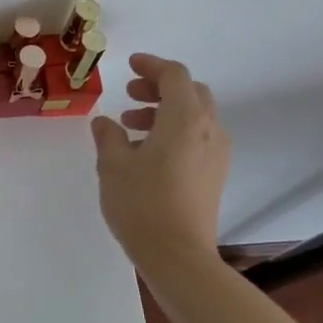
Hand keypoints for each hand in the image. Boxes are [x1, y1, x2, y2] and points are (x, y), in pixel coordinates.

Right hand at [90, 54, 231, 274]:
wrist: (179, 256)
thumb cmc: (142, 203)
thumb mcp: (113, 165)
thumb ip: (108, 136)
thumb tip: (105, 122)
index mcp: (184, 118)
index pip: (174, 75)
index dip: (151, 65)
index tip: (130, 65)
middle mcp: (208, 129)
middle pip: (191, 92)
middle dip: (160, 87)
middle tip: (130, 95)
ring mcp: (217, 154)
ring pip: (196, 116)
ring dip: (166, 111)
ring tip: (131, 126)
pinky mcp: (215, 175)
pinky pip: (199, 137)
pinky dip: (176, 131)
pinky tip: (148, 152)